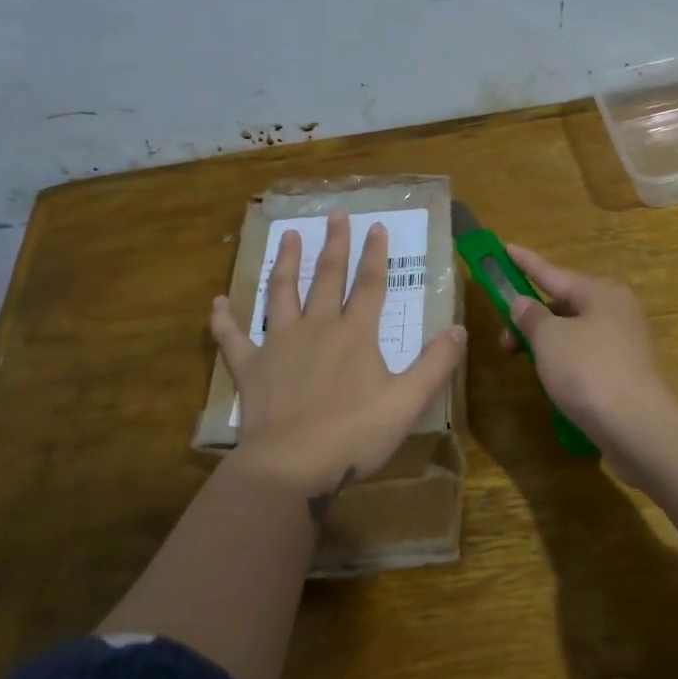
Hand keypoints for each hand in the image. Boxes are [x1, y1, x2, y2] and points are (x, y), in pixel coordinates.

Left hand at [211, 210, 466, 505]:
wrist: (293, 464)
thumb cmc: (354, 434)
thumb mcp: (407, 401)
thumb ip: (435, 364)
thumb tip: (460, 329)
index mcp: (355, 334)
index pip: (370, 285)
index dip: (375, 255)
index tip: (376, 227)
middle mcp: (317, 327)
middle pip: (327, 277)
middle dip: (334, 244)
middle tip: (335, 214)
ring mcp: (279, 344)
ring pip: (281, 293)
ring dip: (284, 263)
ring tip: (286, 236)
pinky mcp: (251, 368)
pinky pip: (233, 338)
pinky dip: (224, 320)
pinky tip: (217, 302)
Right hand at [503, 244, 677, 471]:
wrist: (637, 427)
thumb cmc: (588, 371)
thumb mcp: (549, 338)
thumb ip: (531, 316)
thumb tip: (522, 303)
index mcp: (601, 292)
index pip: (552, 272)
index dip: (525, 263)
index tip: (505, 247)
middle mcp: (616, 310)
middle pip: (562, 304)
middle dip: (530, 317)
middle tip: (505, 339)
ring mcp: (623, 342)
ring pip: (572, 332)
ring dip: (544, 342)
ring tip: (524, 362)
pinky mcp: (624, 372)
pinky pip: (584, 355)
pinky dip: (562, 361)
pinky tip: (551, 379)